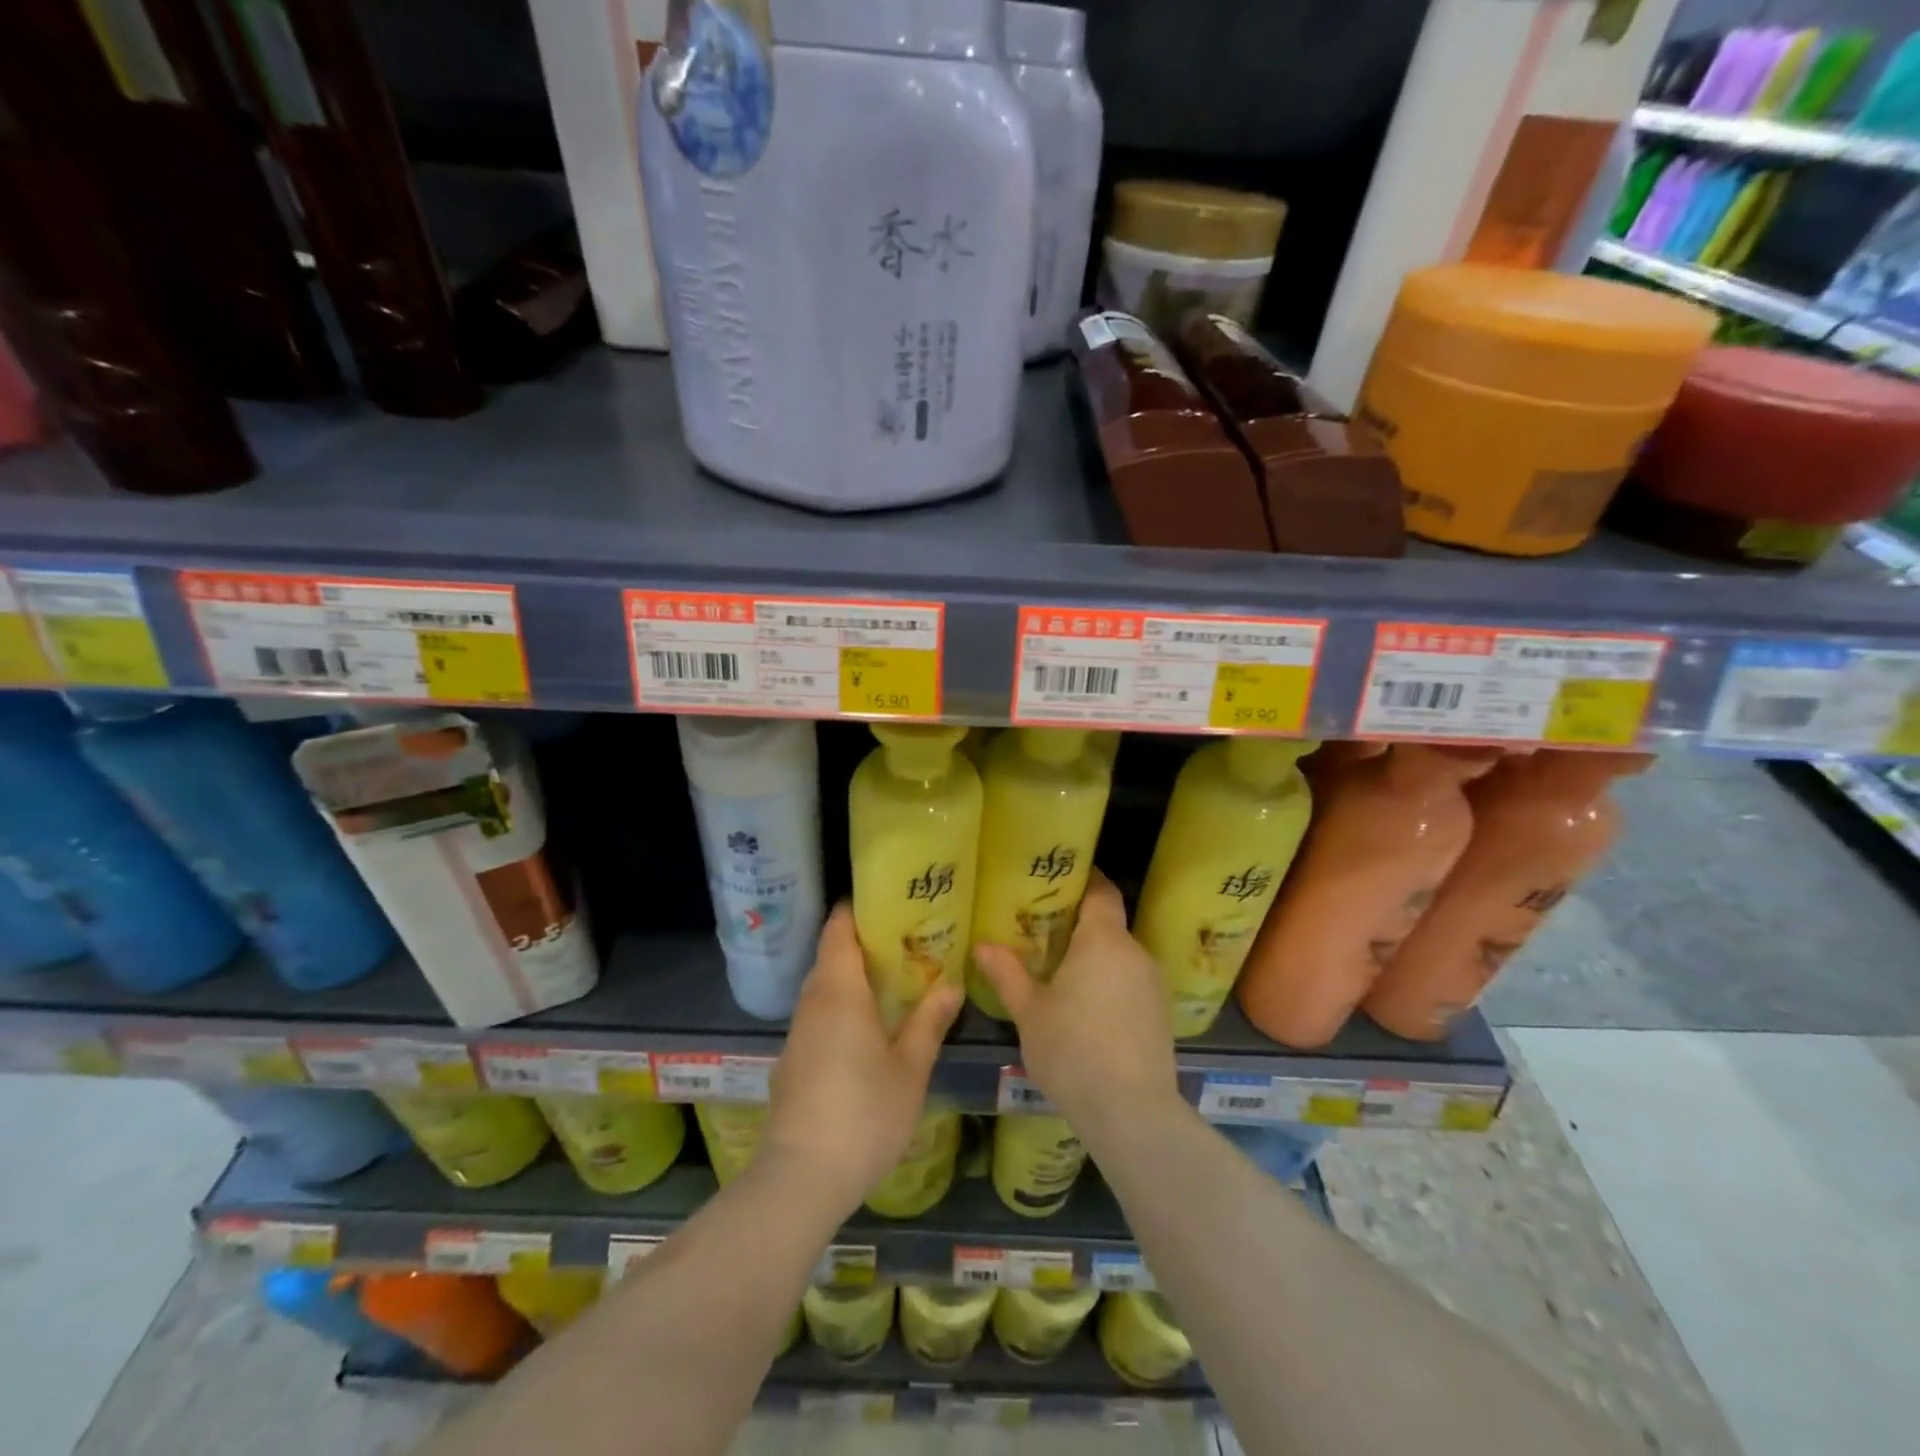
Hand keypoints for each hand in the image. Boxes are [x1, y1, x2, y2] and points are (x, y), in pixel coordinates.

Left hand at [765, 903, 961, 1210]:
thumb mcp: (910, 1068)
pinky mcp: (793, 1058)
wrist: (801, 1177)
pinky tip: (869, 1025)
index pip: (838, 927)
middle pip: (832, 953)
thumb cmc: (864, 1113)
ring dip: (854, 976)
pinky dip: (842, 1005)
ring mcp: (798, 1031)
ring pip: (824, 985)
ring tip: (895, 978)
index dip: (859, 908)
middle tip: (908, 940)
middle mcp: (812, 1000)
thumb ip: (929, 1022)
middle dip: (865, 942)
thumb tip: (951, 984)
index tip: (891, 902)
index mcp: (839, 990)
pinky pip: (819, 1013)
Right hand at [972, 870, 1180, 1140]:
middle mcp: (1135, 952)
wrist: (1132, 1114)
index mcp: (1103, 940)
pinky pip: (1131, 981)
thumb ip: (1007, 973)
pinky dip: (1110, 983)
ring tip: (1060, 972)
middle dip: (1079, 924)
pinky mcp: (1161, 1013)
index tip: (1058, 878)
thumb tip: (981, 945)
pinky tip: (1087, 1009)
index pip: (1101, 890)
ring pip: (1119, 955)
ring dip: (1094, 958)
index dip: (1083, 878)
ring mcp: (1153, 984)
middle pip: (1108, 923)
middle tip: (1042, 932)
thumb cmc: (1073, 1051)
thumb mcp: (1029, 1012)